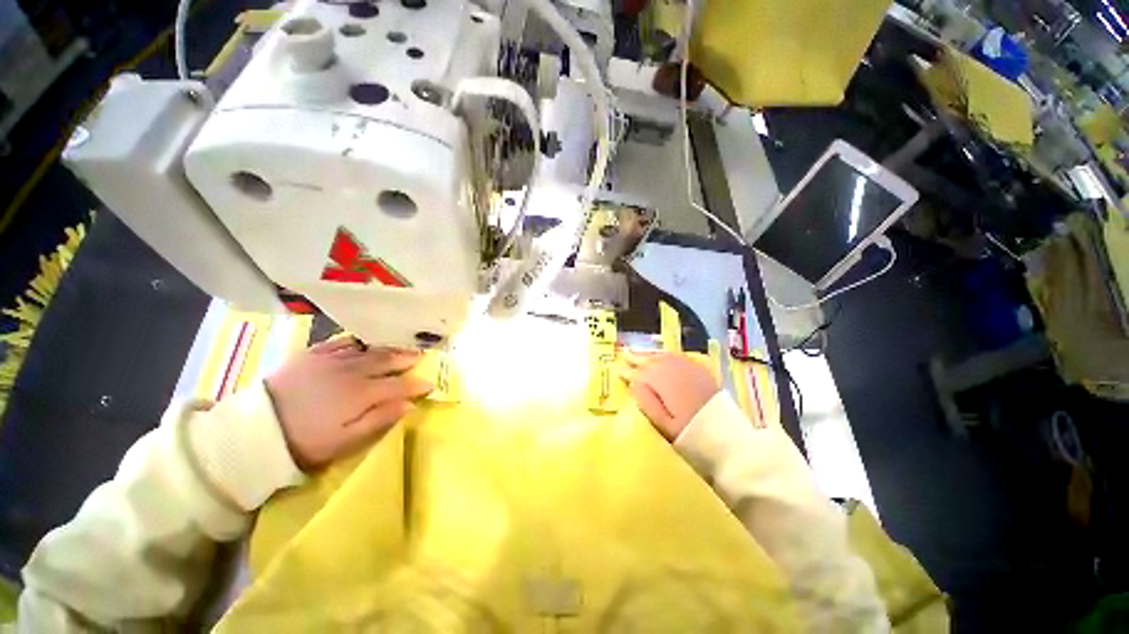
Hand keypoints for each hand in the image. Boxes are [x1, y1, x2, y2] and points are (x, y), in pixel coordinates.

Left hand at [265, 338, 432, 469]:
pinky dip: (356, 342)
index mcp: (362, 393)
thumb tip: (409, 405)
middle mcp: (352, 371)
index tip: (429, 385)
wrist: (254, 430)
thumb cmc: (304, 441)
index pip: (398, 386)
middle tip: (420, 357)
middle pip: (386, 362)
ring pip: (367, 350)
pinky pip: (340, 343)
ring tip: (400, 347)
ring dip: (387, 349)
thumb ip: (379, 421)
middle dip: (406, 360)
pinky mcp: (311, 356)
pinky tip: (363, 342)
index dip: (416, 385)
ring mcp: (331, 361)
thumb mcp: (344, 441)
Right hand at [622, 351, 719, 441]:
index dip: (628, 372)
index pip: (640, 373)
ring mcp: (689, 368)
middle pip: (651, 360)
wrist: (728, 437)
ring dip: (650, 354)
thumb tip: (633, 383)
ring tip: (639, 353)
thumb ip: (646, 401)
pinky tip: (662, 357)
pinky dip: (665, 355)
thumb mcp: (663, 424)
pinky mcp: (700, 370)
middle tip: (624, 355)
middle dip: (637, 358)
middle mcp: (675, 370)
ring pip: (663, 356)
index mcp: (663, 382)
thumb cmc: (690, 435)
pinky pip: (677, 356)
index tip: (617, 370)